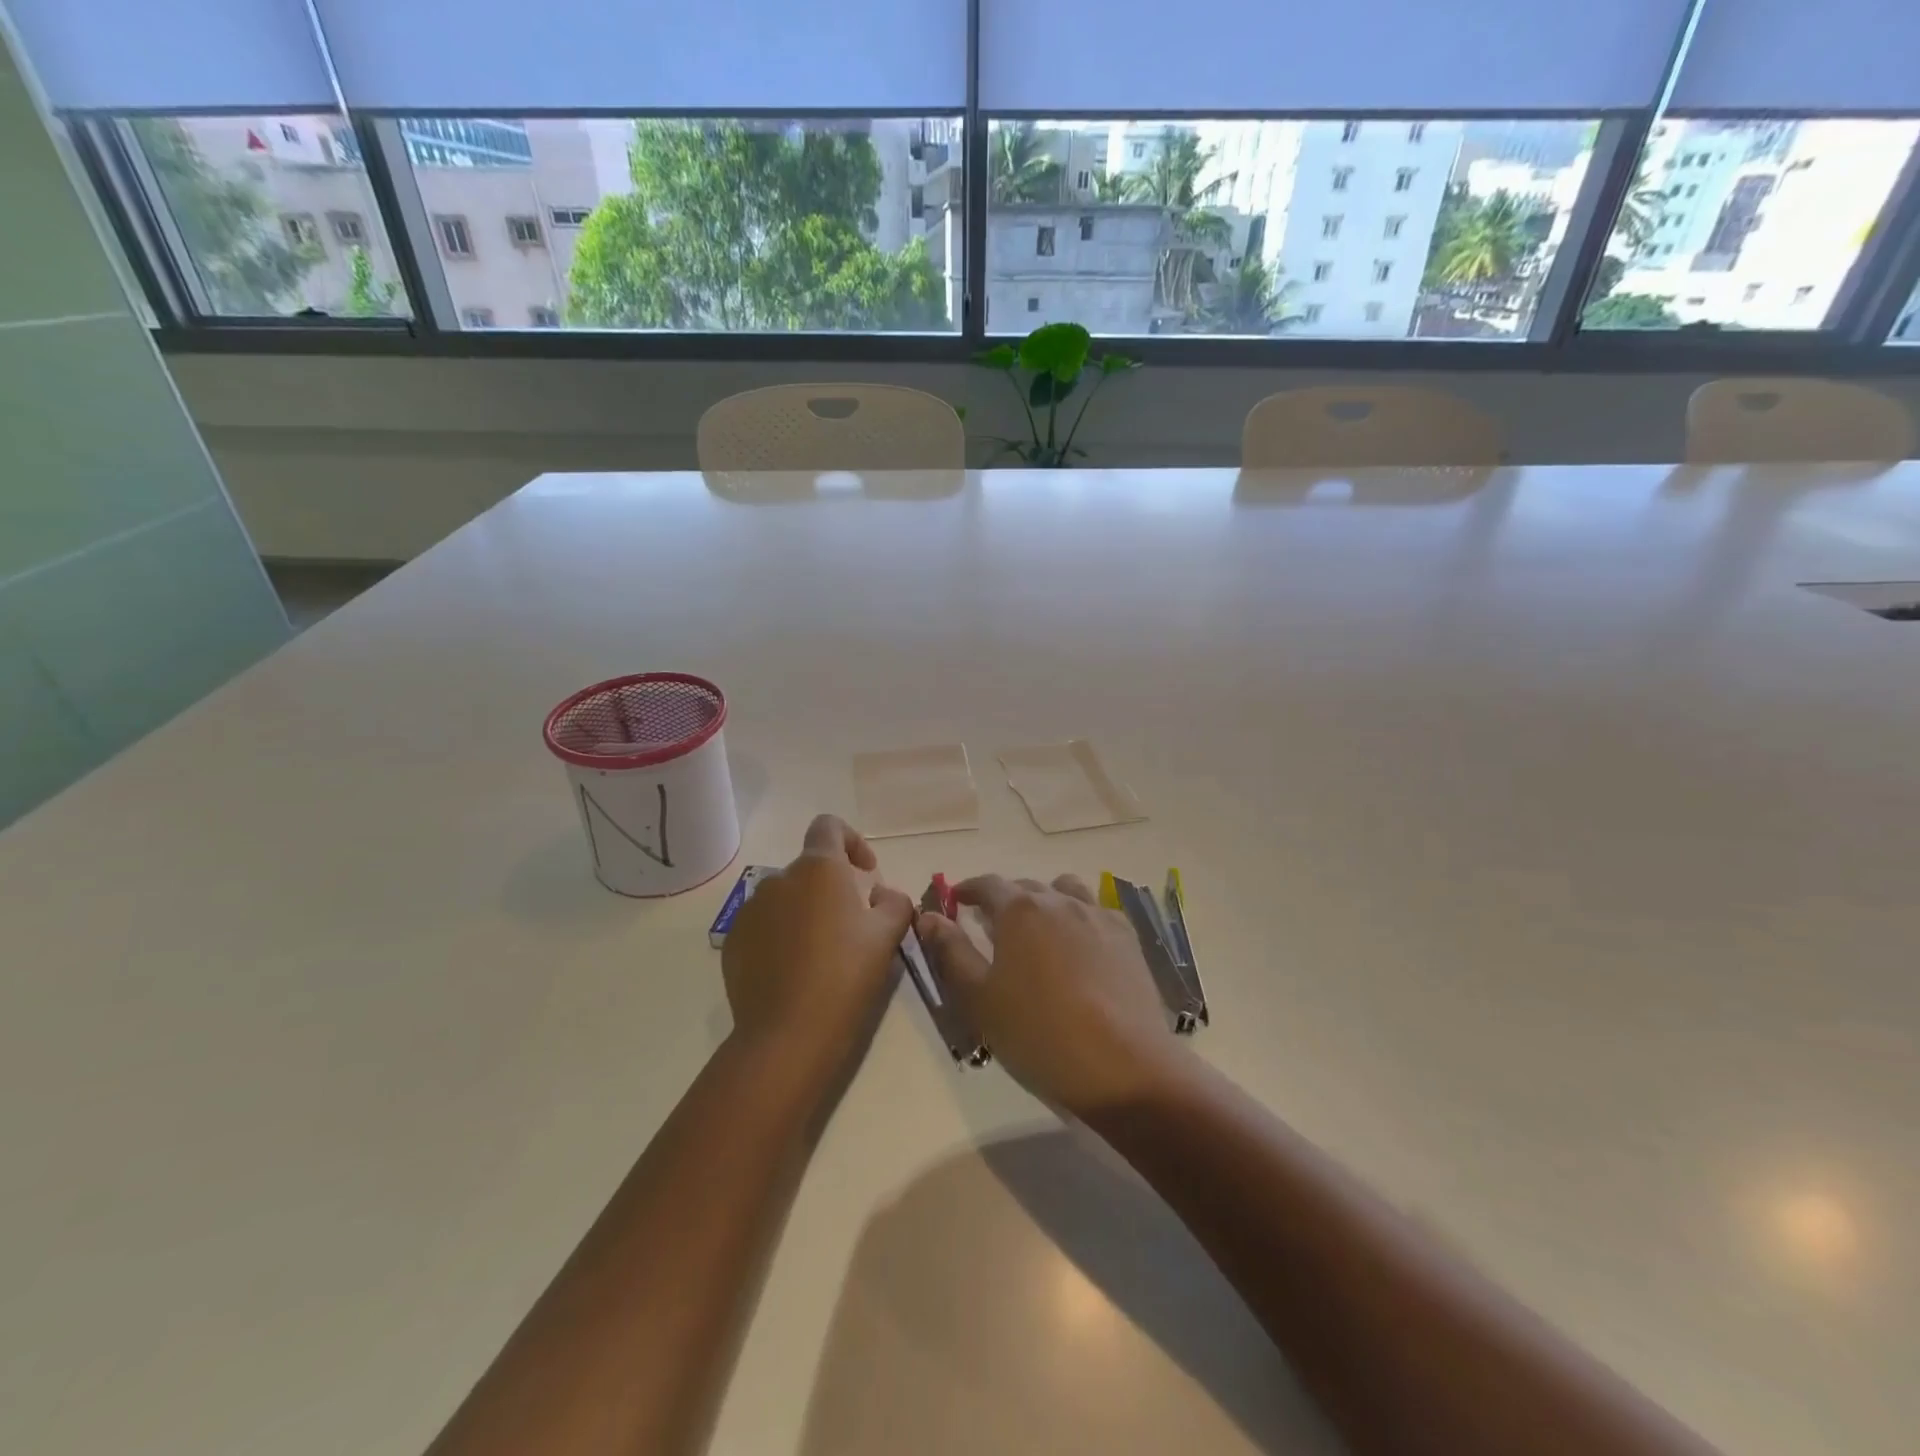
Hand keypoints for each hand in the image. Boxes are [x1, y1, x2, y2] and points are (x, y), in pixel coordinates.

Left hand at [721, 815, 913, 1078]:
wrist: (788, 1034)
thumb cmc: (846, 975)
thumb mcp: (888, 935)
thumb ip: (894, 902)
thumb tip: (881, 895)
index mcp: (818, 869)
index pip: (828, 826)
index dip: (851, 840)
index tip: (866, 873)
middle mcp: (778, 879)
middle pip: (809, 869)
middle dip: (832, 888)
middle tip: (853, 926)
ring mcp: (750, 911)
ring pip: (786, 899)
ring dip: (806, 912)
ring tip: (822, 954)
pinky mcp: (733, 942)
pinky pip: (763, 926)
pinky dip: (781, 937)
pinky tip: (795, 972)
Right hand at [916, 874, 1184, 1116]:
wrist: (1124, 1067)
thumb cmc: (1039, 1034)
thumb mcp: (979, 999)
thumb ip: (951, 951)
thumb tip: (929, 916)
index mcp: (1019, 910)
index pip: (987, 884)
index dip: (967, 890)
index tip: (956, 901)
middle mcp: (1059, 900)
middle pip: (1025, 887)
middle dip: (1004, 900)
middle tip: (992, 927)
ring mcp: (1098, 916)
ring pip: (1065, 891)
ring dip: (1045, 902)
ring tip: (1039, 932)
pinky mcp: (1127, 937)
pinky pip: (1096, 910)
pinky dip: (1079, 917)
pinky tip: (1079, 946)